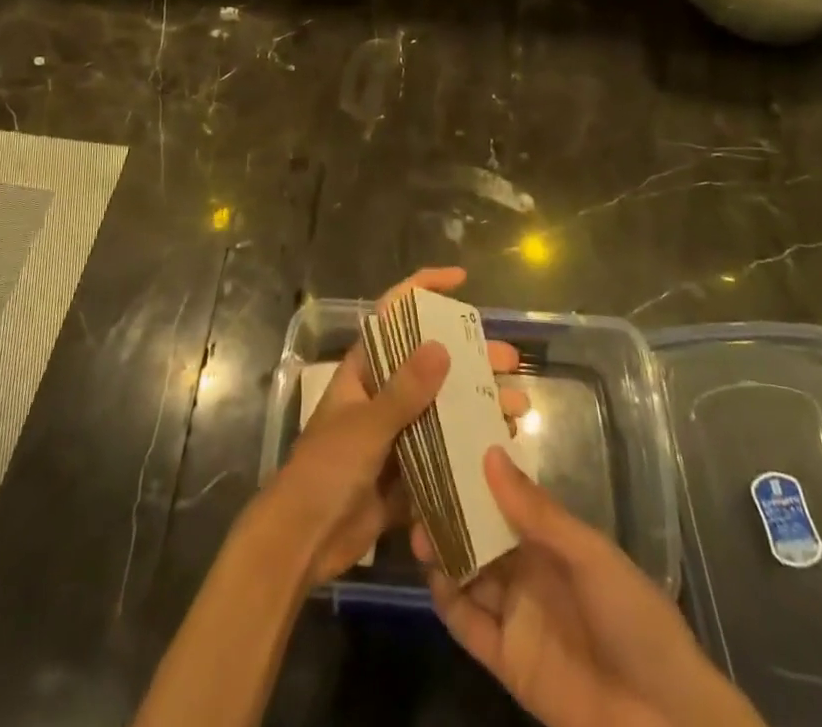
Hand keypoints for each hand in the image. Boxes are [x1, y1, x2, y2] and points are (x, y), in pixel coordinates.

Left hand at [261, 266, 526, 588]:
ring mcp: (398, 432)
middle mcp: (384, 393)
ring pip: (444, 406)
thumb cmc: (326, 470)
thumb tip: (442, 346)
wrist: (303, 542)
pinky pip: (445, 448)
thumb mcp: (366, 426)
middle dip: (471, 356)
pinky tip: (502, 444)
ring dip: (479, 402)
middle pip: (432, 361)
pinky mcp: (408, 470)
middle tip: (510, 361)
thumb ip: (404, 390)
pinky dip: (472, 444)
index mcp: (366, 369)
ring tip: (517, 407)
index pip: (394, 313)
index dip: (424, 289)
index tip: (461, 280)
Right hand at [417, 448, 765, 726]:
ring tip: (413, 526)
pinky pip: (469, 626)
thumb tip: (488, 452)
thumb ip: (536, 511)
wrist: (666, 723)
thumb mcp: (589, 555)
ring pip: (468, 574)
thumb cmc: (635, 620)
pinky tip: (430, 576)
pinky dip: (446, 602)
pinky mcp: (507, 661)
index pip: (505, 500)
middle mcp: (529, 571)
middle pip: (480, 535)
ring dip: (442, 552)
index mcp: (553, 541)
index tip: (443, 449)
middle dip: (450, 513)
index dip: (475, 477)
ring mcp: (516, 616)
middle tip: (416, 490)